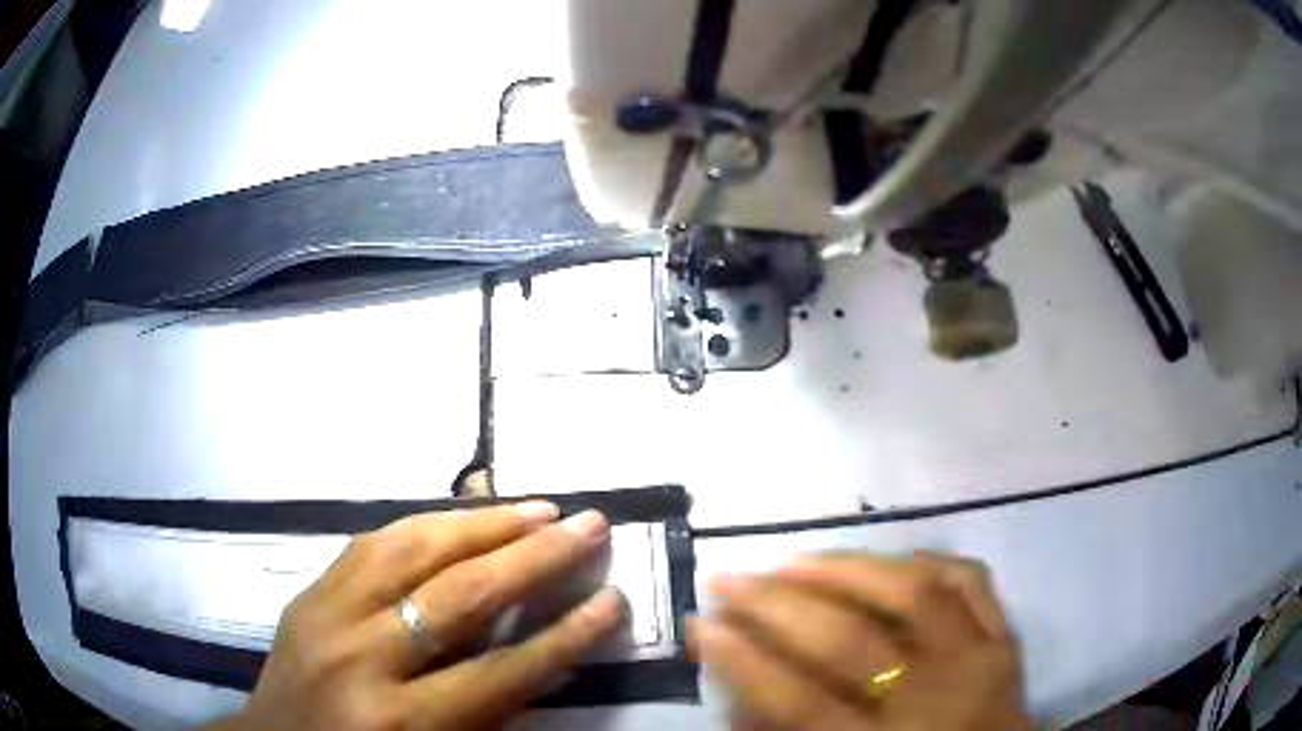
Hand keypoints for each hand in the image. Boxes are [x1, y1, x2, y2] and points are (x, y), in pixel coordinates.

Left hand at [212, 503, 624, 730]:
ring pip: (411, 550)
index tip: (613, 600)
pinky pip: (370, 543)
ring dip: (483, 525)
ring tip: (537, 508)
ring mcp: (326, 614)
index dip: (566, 635)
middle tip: (590, 525)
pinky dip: (425, 525)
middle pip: (460, 595)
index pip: (502, 670)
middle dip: (535, 558)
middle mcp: (362, 657)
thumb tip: (547, 658)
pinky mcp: (308, 592)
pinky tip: (462, 516)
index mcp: (402, 721)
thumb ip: (489, 711)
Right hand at [690, 552, 1031, 730]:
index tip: (700, 624)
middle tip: (731, 579)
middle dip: (778, 605)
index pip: (800, 701)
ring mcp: (978, 661)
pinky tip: (897, 558)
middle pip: (851, 641)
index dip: (743, 660)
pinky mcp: (1006, 638)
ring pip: (914, 593)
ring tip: (795, 559)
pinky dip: (934, 560)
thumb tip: (736, 695)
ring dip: (848, 567)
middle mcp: (933, 700)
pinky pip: (973, 581)